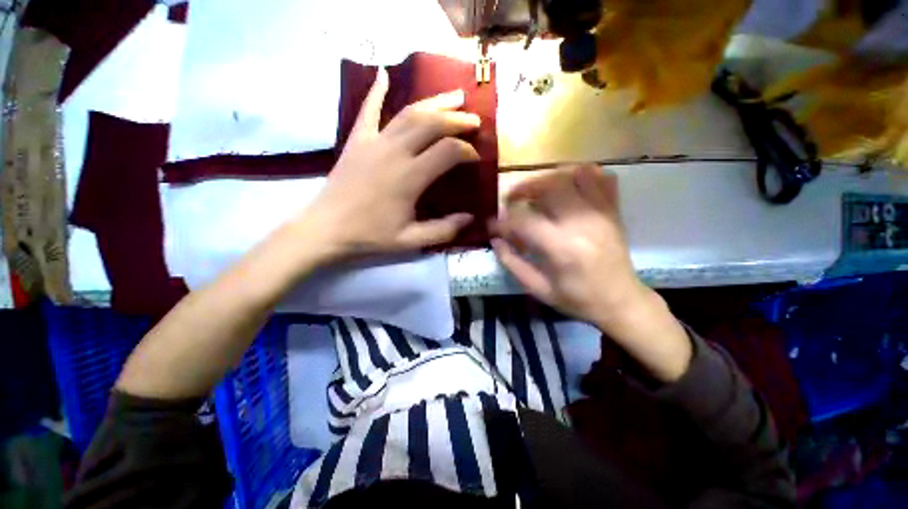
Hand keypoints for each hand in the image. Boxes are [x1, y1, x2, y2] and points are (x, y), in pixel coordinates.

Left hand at [303, 68, 480, 260]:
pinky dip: (376, 90)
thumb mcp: (410, 240)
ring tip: (454, 96)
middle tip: (475, 119)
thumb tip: (470, 218)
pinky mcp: (356, 140)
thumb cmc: (370, 235)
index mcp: (410, 177)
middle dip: (457, 119)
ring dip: (434, 102)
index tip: (476, 157)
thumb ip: (443, 230)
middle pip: (432, 124)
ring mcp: (373, 142)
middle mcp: (394, 152)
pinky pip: (367, 110)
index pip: (448, 151)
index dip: (467, 151)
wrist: (326, 229)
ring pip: (408, 112)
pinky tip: (384, 74)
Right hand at [492, 165, 646, 327]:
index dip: (503, 222)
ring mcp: (602, 213)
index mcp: (561, 248)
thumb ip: (512, 262)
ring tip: (537, 190)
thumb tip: (495, 239)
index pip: (523, 221)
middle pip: (550, 186)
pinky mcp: (613, 210)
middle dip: (524, 188)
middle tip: (512, 199)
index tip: (493, 225)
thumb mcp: (538, 289)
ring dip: (550, 177)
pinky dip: (582, 174)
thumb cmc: (577, 299)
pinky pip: (602, 177)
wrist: (620, 301)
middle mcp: (582, 224)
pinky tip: (568, 185)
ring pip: (575, 174)